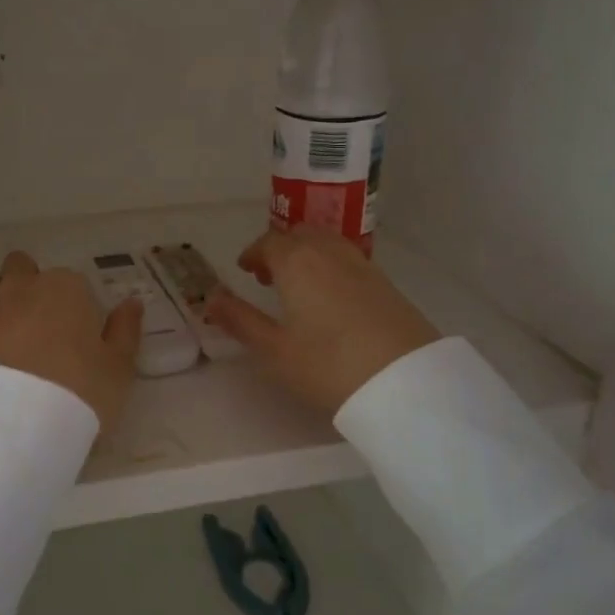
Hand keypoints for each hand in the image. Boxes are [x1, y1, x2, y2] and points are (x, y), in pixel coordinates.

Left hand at [0, 251, 143, 430]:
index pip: (72, 281)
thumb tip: (132, 304)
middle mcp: (22, 286)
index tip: (79, 332)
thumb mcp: (119, 366)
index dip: (75, 304)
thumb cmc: (79, 388)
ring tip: (10, 333)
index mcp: (65, 287)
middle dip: (29, 285)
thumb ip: (125, 330)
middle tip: (42, 323)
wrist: (14, 423)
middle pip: (21, 267)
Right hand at [205, 226, 438, 414]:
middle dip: (279, 248)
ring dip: (306, 253)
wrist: (404, 380)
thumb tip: (210, 299)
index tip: (244, 269)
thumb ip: (240, 320)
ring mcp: (361, 264)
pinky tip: (330, 297)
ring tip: (298, 284)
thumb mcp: (274, 350)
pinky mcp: (385, 282)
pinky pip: (348, 258)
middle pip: (299, 234)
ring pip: (326, 243)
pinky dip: (330, 264)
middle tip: (267, 275)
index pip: (269, 242)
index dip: (253, 253)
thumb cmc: (328, 364)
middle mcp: (328, 252)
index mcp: (296, 261)